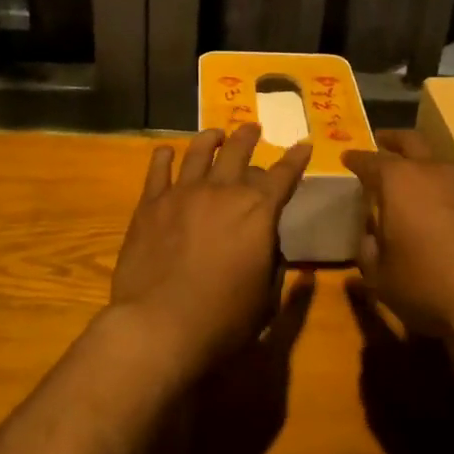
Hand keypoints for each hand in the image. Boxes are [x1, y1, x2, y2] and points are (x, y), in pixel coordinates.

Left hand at [107, 125, 311, 375]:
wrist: (158, 325)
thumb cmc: (222, 320)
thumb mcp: (265, 300)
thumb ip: (273, 267)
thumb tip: (272, 246)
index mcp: (258, 211)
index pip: (283, 176)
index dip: (295, 159)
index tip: (302, 145)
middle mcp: (223, 191)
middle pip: (239, 151)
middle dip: (249, 137)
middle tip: (253, 128)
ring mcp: (183, 192)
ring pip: (199, 151)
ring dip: (211, 138)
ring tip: (216, 134)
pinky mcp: (151, 203)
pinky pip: (158, 169)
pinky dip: (164, 156)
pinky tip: (166, 151)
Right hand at [343, 130, 453, 340]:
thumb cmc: (428, 284)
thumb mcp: (381, 278)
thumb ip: (369, 252)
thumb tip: (370, 239)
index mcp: (399, 181)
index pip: (370, 161)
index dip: (356, 160)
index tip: (347, 158)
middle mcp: (436, 171)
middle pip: (412, 142)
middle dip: (394, 140)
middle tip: (384, 141)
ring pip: (444, 166)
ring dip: (430, 172)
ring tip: (423, 191)